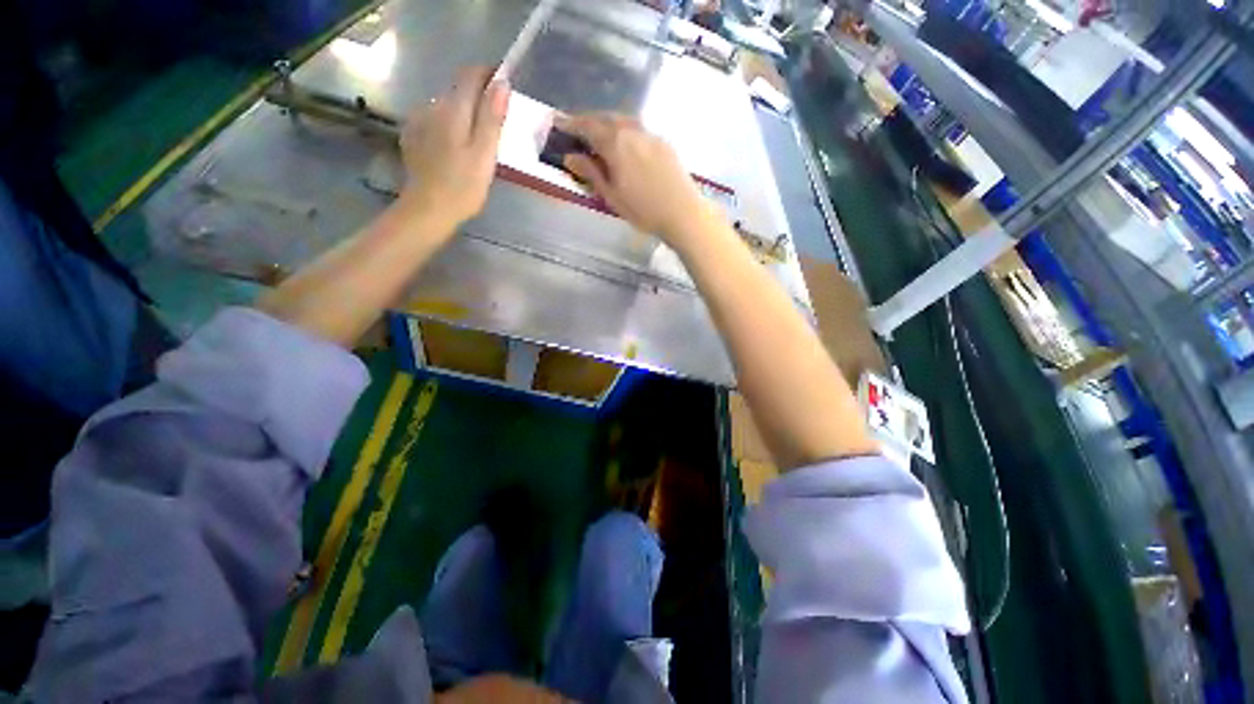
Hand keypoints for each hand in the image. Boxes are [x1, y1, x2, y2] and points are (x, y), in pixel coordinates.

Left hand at [399, 67, 510, 233]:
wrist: (428, 210)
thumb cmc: (462, 187)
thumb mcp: (484, 154)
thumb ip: (492, 118)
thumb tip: (502, 83)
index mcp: (453, 109)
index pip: (470, 75)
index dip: (488, 75)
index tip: (504, 87)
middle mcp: (432, 106)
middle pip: (458, 91)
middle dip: (478, 100)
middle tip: (497, 126)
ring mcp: (419, 121)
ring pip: (447, 107)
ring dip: (464, 115)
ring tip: (477, 143)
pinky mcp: (413, 136)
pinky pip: (435, 121)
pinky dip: (449, 128)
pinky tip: (455, 150)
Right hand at [556, 113, 716, 249]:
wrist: (683, 213)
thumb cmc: (643, 211)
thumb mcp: (611, 196)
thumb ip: (591, 173)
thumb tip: (570, 156)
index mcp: (616, 143)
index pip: (587, 126)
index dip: (571, 124)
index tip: (558, 123)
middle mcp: (632, 131)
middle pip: (606, 118)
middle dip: (589, 121)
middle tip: (577, 129)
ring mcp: (651, 134)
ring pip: (624, 121)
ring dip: (608, 124)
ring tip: (600, 136)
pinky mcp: (664, 142)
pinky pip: (639, 129)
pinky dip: (625, 131)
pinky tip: (625, 145)